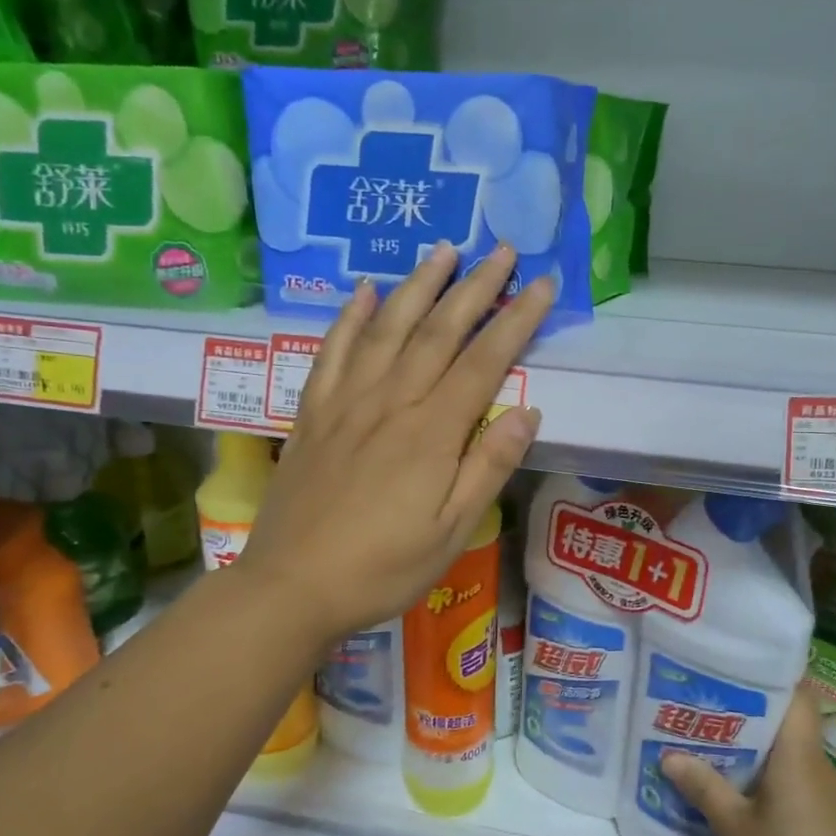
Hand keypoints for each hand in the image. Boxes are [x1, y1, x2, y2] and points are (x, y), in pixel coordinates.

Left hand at [235, 243, 550, 642]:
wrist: (292, 586)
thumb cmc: (383, 568)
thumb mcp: (452, 532)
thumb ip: (489, 468)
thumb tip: (528, 412)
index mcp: (432, 434)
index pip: (483, 361)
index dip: (516, 320)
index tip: (543, 284)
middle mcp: (390, 403)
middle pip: (438, 331)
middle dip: (475, 287)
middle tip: (500, 249)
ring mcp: (346, 403)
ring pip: (387, 329)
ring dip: (417, 286)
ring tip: (443, 251)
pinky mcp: (312, 414)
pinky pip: (332, 352)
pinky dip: (349, 318)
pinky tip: (363, 292)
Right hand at [660, 687, 835, 835]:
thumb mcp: (737, 831)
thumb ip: (705, 788)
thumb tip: (669, 756)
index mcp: (800, 756)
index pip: (797, 694)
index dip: (768, 675)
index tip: (729, 668)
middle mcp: (819, 765)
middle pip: (787, 721)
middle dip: (746, 711)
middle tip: (701, 705)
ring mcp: (828, 794)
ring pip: (789, 752)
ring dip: (754, 746)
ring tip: (709, 741)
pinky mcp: (829, 819)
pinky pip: (795, 779)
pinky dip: (767, 774)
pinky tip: (736, 787)